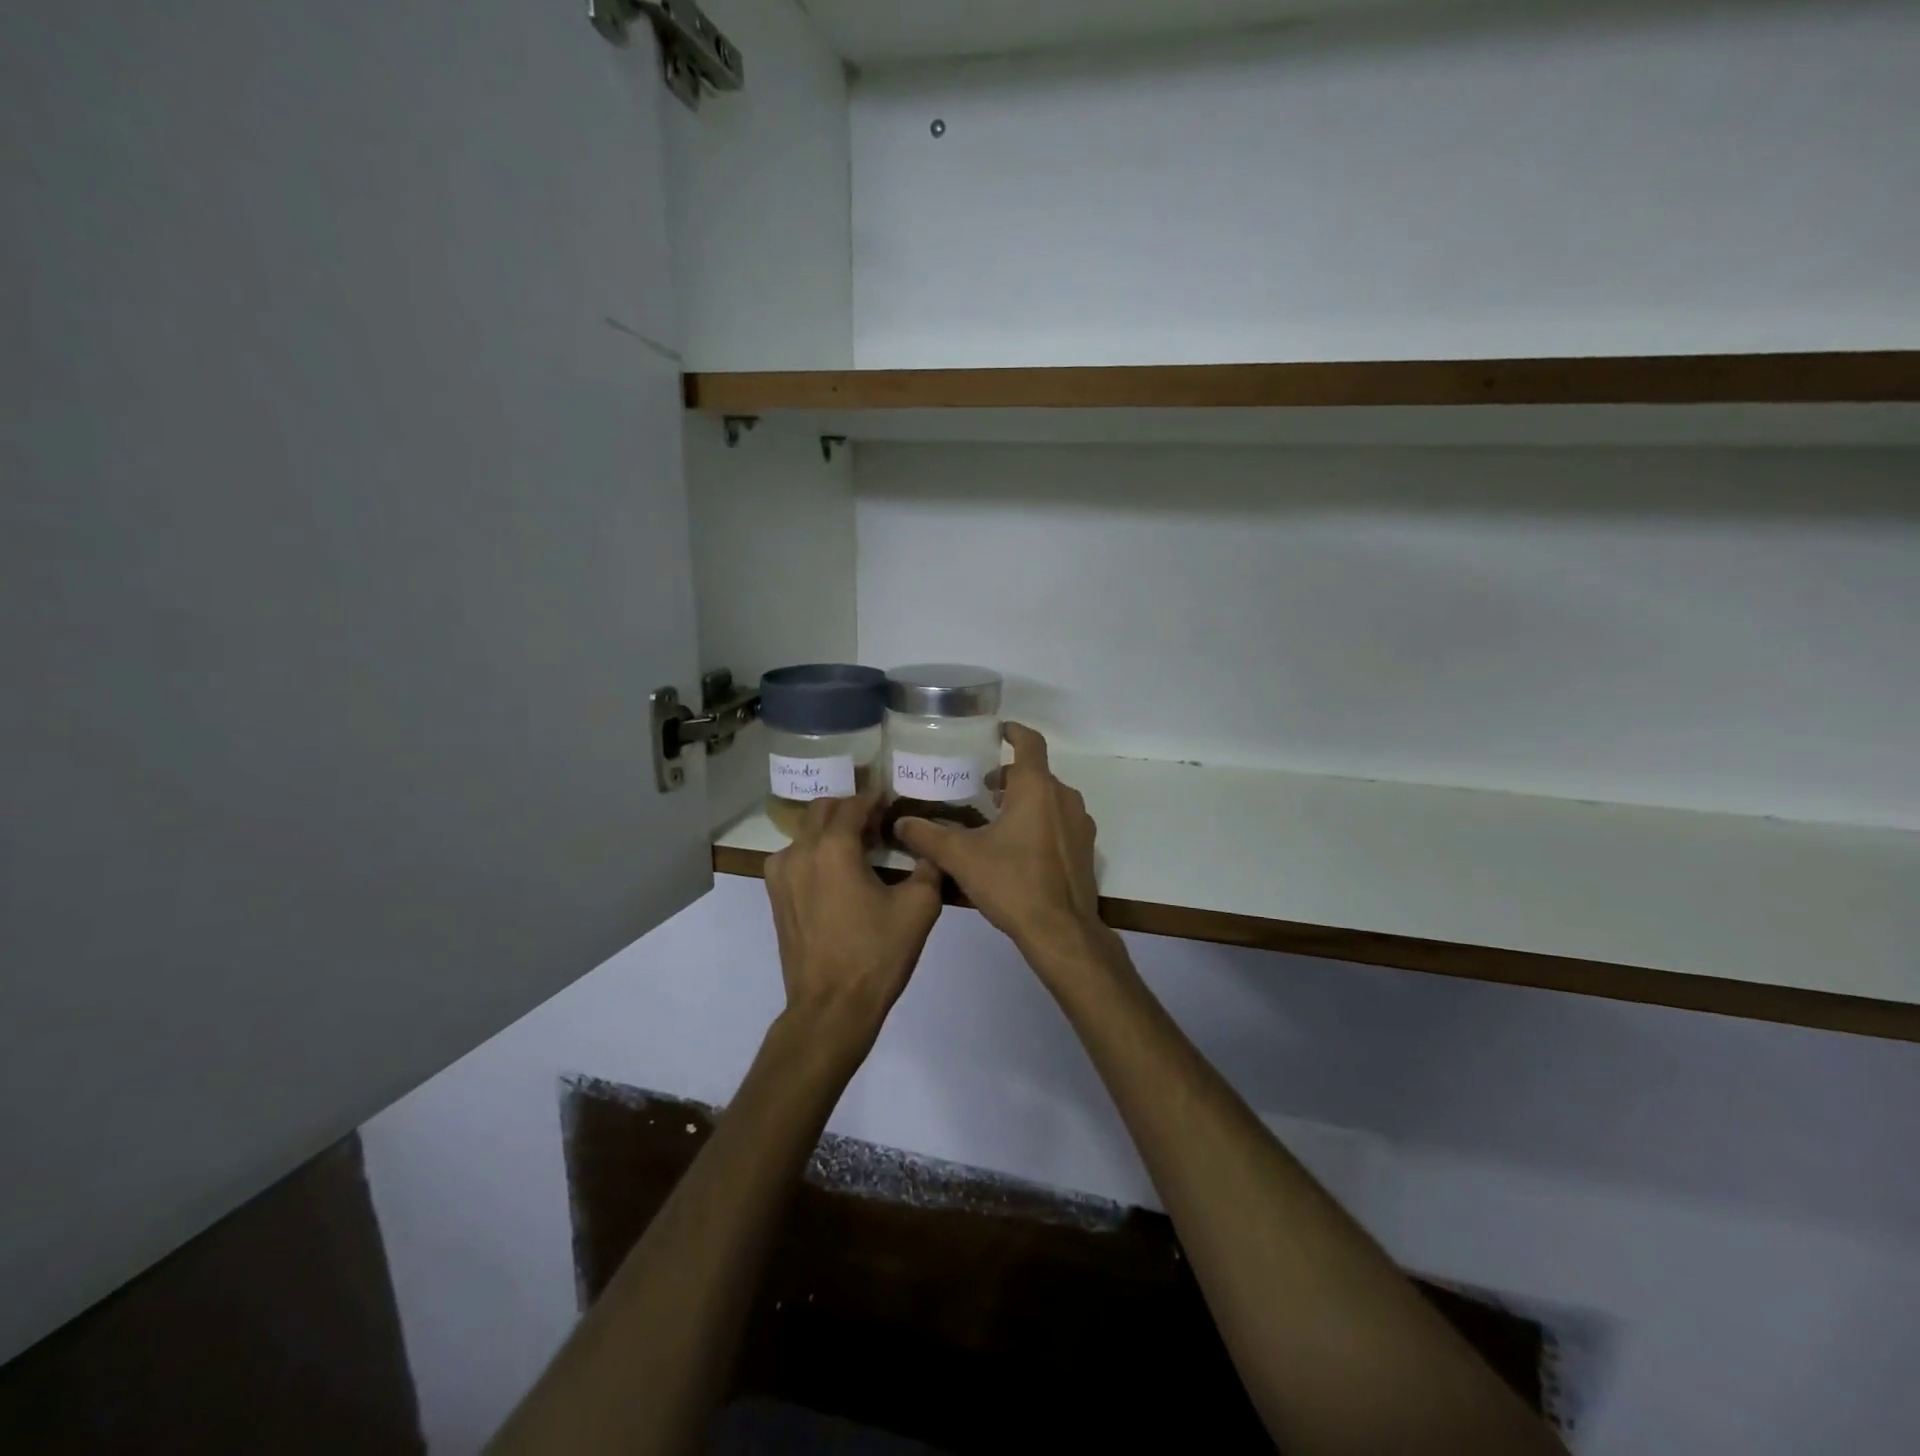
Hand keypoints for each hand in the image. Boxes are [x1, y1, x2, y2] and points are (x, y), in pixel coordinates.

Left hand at [764, 787, 943, 1057]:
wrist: (831, 1007)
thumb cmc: (876, 954)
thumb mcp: (919, 908)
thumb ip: (929, 866)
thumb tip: (930, 847)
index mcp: (833, 847)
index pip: (854, 804)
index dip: (876, 798)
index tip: (894, 801)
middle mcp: (800, 851)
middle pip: (824, 809)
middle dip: (851, 808)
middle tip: (879, 822)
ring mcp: (781, 874)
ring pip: (806, 832)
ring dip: (831, 830)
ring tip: (860, 849)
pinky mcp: (775, 895)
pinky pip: (795, 856)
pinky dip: (816, 852)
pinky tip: (838, 874)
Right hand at [894, 725, 1114, 980]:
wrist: (1061, 930)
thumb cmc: (1011, 883)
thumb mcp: (961, 858)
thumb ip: (928, 836)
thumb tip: (900, 822)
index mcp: (1035, 788)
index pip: (1030, 743)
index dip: (1014, 731)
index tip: (998, 730)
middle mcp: (1063, 797)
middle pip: (1037, 772)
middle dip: (1010, 775)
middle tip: (982, 788)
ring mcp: (1079, 823)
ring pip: (1050, 797)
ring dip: (1025, 799)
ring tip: (997, 817)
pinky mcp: (1085, 848)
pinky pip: (1061, 820)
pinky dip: (1041, 820)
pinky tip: (1020, 846)